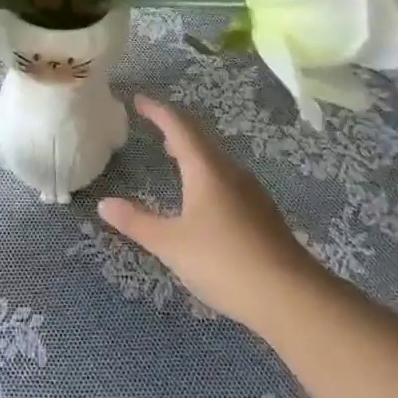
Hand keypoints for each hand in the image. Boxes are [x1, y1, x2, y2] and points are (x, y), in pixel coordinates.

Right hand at [97, 96, 318, 335]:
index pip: (178, 126)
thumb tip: (105, 204)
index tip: (139, 100)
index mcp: (206, 169)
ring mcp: (251, 192)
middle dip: (175, 127)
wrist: (292, 297)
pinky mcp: (262, 213)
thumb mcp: (172, 244)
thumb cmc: (225, 262)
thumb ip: (138, 223)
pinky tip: (203, 195)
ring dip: (192, 150)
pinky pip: (227, 177)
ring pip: (216, 159)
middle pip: (200, 138)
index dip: (157, 111)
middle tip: (153, 124)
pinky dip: (207, 172)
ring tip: (173, 155)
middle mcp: (230, 172)